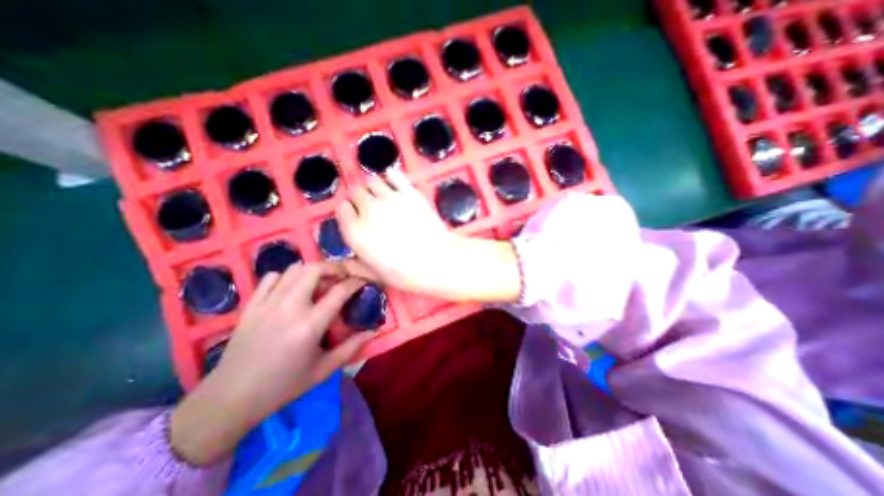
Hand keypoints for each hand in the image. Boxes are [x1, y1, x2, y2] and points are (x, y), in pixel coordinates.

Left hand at [171, 263, 370, 465]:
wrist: (230, 398)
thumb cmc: (283, 386)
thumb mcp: (323, 370)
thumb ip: (351, 348)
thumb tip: (373, 331)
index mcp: (310, 325)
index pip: (340, 291)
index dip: (356, 281)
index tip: (364, 280)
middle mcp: (290, 307)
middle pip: (315, 270)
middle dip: (334, 267)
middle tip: (344, 275)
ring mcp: (267, 304)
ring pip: (294, 269)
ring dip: (312, 270)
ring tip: (321, 281)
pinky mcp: (252, 305)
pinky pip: (271, 278)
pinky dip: (286, 276)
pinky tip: (293, 288)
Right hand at [336, 169, 519, 301]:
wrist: (438, 261)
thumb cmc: (405, 273)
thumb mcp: (375, 275)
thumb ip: (354, 267)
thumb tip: (343, 264)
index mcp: (355, 232)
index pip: (342, 210)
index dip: (348, 213)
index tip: (355, 217)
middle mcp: (368, 210)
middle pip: (355, 192)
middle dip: (359, 199)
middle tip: (370, 208)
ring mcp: (390, 198)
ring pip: (372, 181)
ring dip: (374, 188)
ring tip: (383, 198)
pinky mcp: (409, 192)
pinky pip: (394, 174)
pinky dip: (391, 177)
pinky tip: (395, 185)